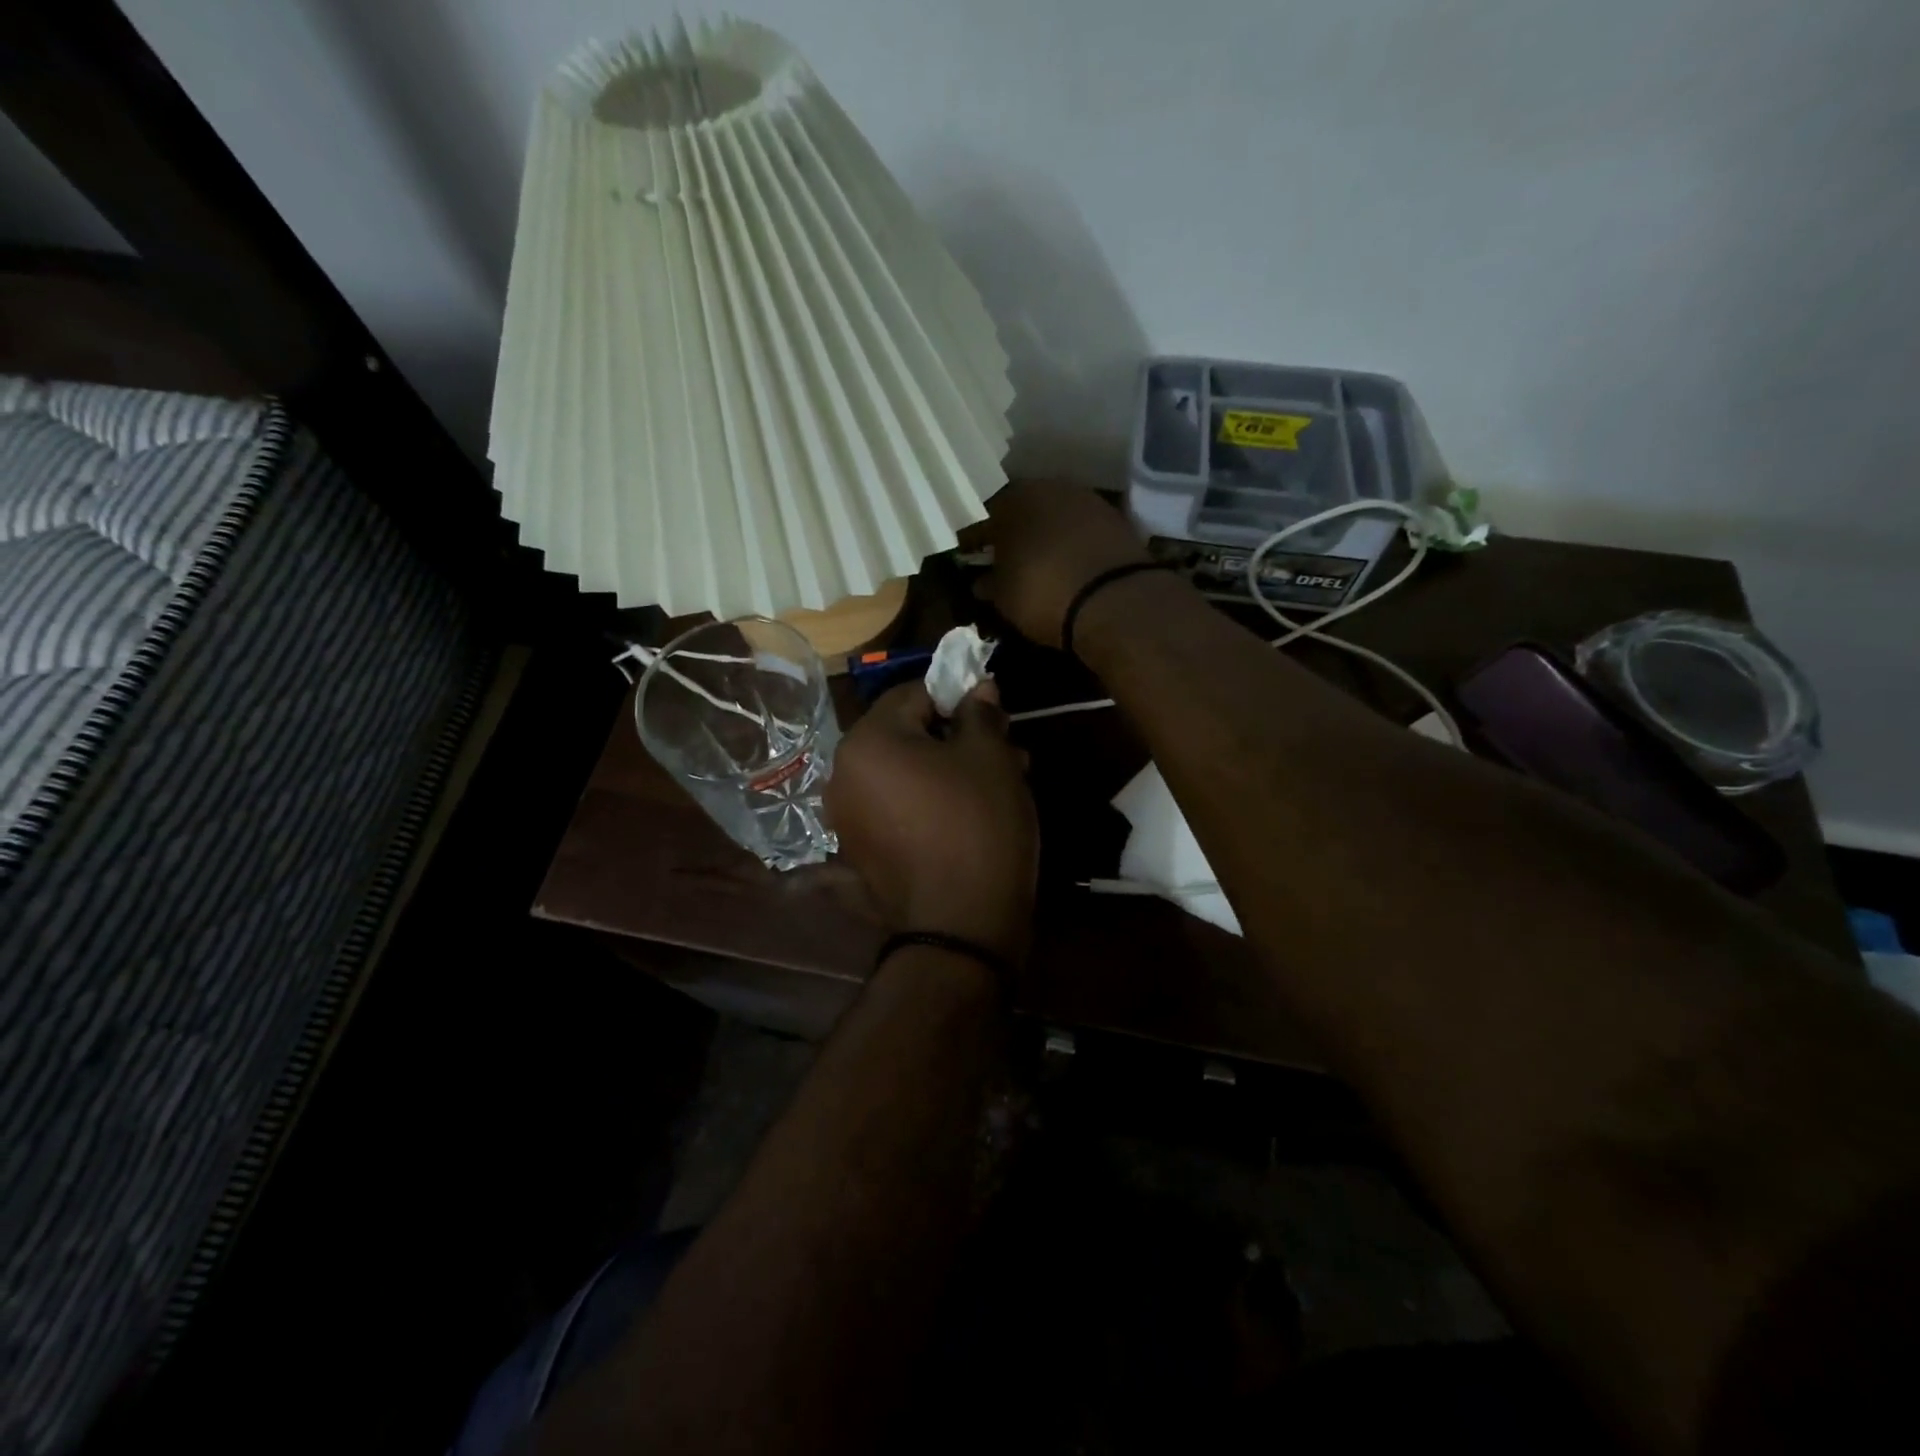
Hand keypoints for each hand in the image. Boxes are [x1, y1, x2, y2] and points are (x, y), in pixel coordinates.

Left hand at [826, 681, 1037, 963]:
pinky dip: (926, 803)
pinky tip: (964, 818)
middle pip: (905, 735)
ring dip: (946, 770)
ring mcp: (846, 819)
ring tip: (996, 785)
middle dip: (955, 737)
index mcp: (867, 741)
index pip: (912, 694)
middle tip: (1004, 750)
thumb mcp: (990, 758)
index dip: (956, 696)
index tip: (993, 713)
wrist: (960, 927)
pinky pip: (894, 809)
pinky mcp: (859, 854)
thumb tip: (978, 687)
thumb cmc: (977, 825)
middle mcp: (843, 775)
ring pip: (903, 774)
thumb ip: (979, 714)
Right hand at [981, 482, 1150, 648]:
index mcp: (1011, 502)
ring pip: (1055, 513)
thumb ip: (990, 584)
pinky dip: (1073, 540)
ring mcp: (1085, 499)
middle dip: (1013, 530)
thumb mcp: (1004, 598)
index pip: (983, 518)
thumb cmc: (1043, 594)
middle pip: (1023, 508)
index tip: (970, 555)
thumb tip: (982, 581)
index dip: (975, 540)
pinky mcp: (1115, 517)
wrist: (1114, 600)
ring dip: (1046, 532)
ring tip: (1039, 559)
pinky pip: (1082, 527)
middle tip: (1006, 555)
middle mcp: (1047, 488)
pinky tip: (1069, 560)